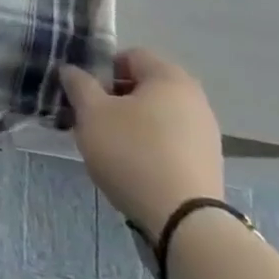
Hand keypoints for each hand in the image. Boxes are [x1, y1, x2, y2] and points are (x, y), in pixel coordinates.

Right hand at [59, 48, 223, 233]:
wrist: (185, 222)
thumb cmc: (133, 153)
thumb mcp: (92, 114)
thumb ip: (79, 85)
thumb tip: (71, 70)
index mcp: (169, 77)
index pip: (130, 56)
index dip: (102, 69)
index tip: (85, 94)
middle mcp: (194, 99)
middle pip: (144, 87)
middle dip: (114, 99)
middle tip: (91, 120)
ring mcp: (205, 133)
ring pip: (156, 116)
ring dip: (130, 124)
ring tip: (109, 148)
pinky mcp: (208, 164)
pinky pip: (170, 142)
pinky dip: (149, 146)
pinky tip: (133, 168)